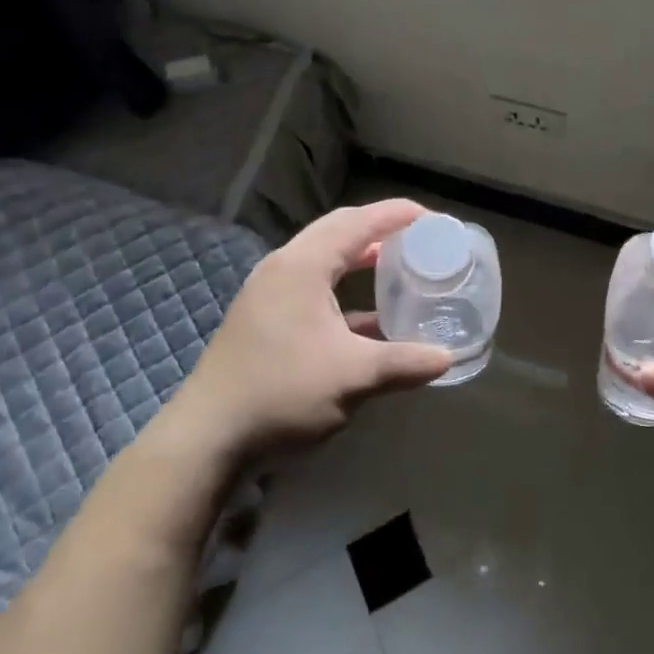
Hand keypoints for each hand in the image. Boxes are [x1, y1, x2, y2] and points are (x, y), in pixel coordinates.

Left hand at [169, 200, 450, 463]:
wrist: (206, 439)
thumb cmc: (281, 394)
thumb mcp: (352, 378)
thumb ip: (403, 363)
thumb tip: (447, 359)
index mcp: (303, 265)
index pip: (358, 222)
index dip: (396, 214)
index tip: (431, 217)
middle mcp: (284, 267)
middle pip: (338, 230)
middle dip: (379, 228)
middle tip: (417, 237)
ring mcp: (270, 292)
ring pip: (324, 258)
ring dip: (360, 257)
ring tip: (398, 264)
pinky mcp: (265, 318)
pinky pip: (314, 285)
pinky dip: (344, 288)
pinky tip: (370, 316)